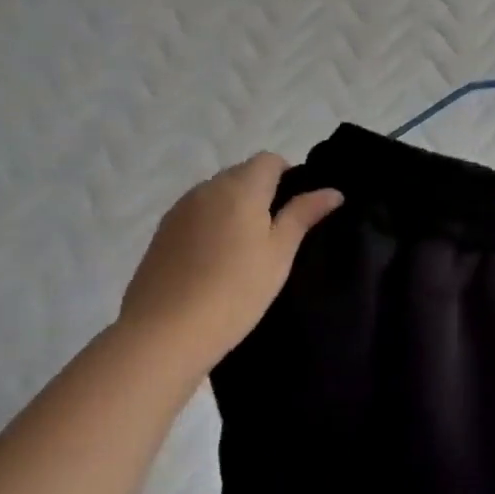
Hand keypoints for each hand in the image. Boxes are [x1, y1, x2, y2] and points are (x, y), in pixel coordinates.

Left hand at [118, 153, 341, 370]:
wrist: (164, 333)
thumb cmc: (236, 290)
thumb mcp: (280, 253)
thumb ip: (303, 215)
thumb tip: (333, 191)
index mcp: (240, 187)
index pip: (269, 160)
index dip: (288, 176)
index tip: (296, 210)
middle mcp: (207, 189)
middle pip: (241, 174)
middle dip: (262, 193)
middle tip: (276, 234)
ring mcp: (179, 210)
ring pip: (216, 195)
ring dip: (234, 209)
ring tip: (245, 251)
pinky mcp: (161, 234)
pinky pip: (196, 215)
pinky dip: (211, 226)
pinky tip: (215, 262)